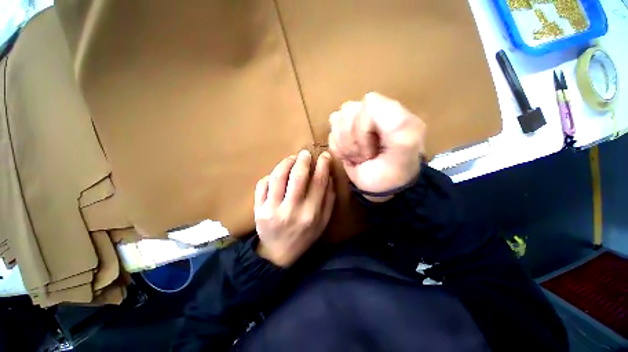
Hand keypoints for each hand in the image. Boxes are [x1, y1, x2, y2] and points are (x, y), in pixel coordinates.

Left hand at [254, 150, 335, 266]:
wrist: (278, 253)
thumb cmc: (304, 236)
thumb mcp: (323, 222)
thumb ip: (328, 200)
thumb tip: (329, 176)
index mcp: (311, 214)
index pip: (319, 182)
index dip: (323, 165)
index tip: (325, 155)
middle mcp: (292, 210)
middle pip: (298, 177)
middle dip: (303, 160)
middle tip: (305, 153)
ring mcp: (272, 210)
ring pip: (278, 177)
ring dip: (286, 163)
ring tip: (292, 158)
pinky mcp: (258, 209)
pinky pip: (262, 184)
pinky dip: (270, 175)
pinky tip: (277, 174)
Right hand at [328, 92, 425, 201]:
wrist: (381, 188)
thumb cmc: (394, 171)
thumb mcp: (406, 147)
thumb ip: (396, 121)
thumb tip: (368, 102)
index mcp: (390, 112)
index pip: (367, 104)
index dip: (364, 127)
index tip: (373, 148)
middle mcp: (370, 114)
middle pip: (347, 111)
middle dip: (353, 140)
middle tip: (366, 155)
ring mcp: (354, 124)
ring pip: (335, 122)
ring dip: (346, 146)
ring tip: (359, 157)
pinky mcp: (342, 137)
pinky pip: (330, 136)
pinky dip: (339, 151)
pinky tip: (350, 158)